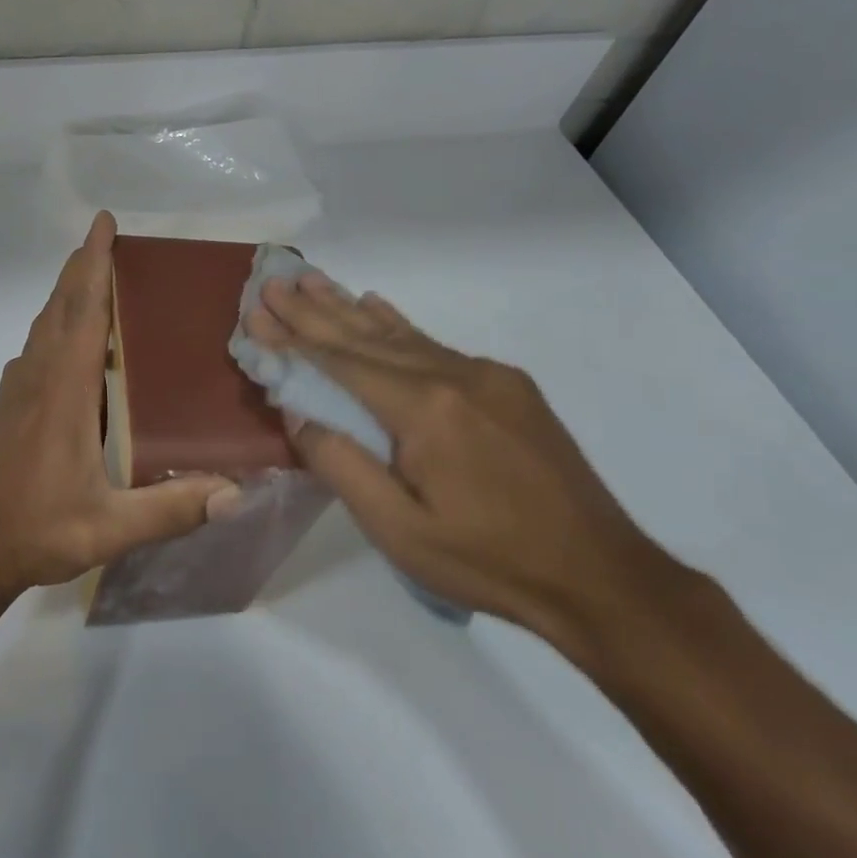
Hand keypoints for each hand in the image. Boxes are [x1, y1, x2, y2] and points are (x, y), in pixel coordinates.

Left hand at [0, 212, 238, 601]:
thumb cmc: (42, 529)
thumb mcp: (111, 527)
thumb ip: (172, 508)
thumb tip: (236, 492)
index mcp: (64, 392)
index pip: (83, 313)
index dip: (93, 265)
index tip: (103, 224)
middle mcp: (38, 378)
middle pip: (60, 307)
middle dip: (81, 267)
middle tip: (106, 238)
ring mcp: (19, 390)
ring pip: (44, 324)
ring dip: (67, 293)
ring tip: (94, 276)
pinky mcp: (11, 405)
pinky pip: (36, 346)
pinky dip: (56, 323)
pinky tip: (73, 339)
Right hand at [248, 273, 675, 653]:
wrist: (601, 577)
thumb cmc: (487, 560)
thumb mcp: (399, 529)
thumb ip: (341, 465)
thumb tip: (298, 412)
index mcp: (424, 410)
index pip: (341, 362)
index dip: (293, 337)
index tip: (255, 311)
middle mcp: (454, 376)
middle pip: (366, 337)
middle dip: (313, 309)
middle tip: (274, 280)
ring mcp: (487, 377)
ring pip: (401, 335)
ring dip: (349, 308)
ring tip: (312, 279)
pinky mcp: (508, 388)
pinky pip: (436, 346)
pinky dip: (398, 325)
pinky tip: (377, 306)